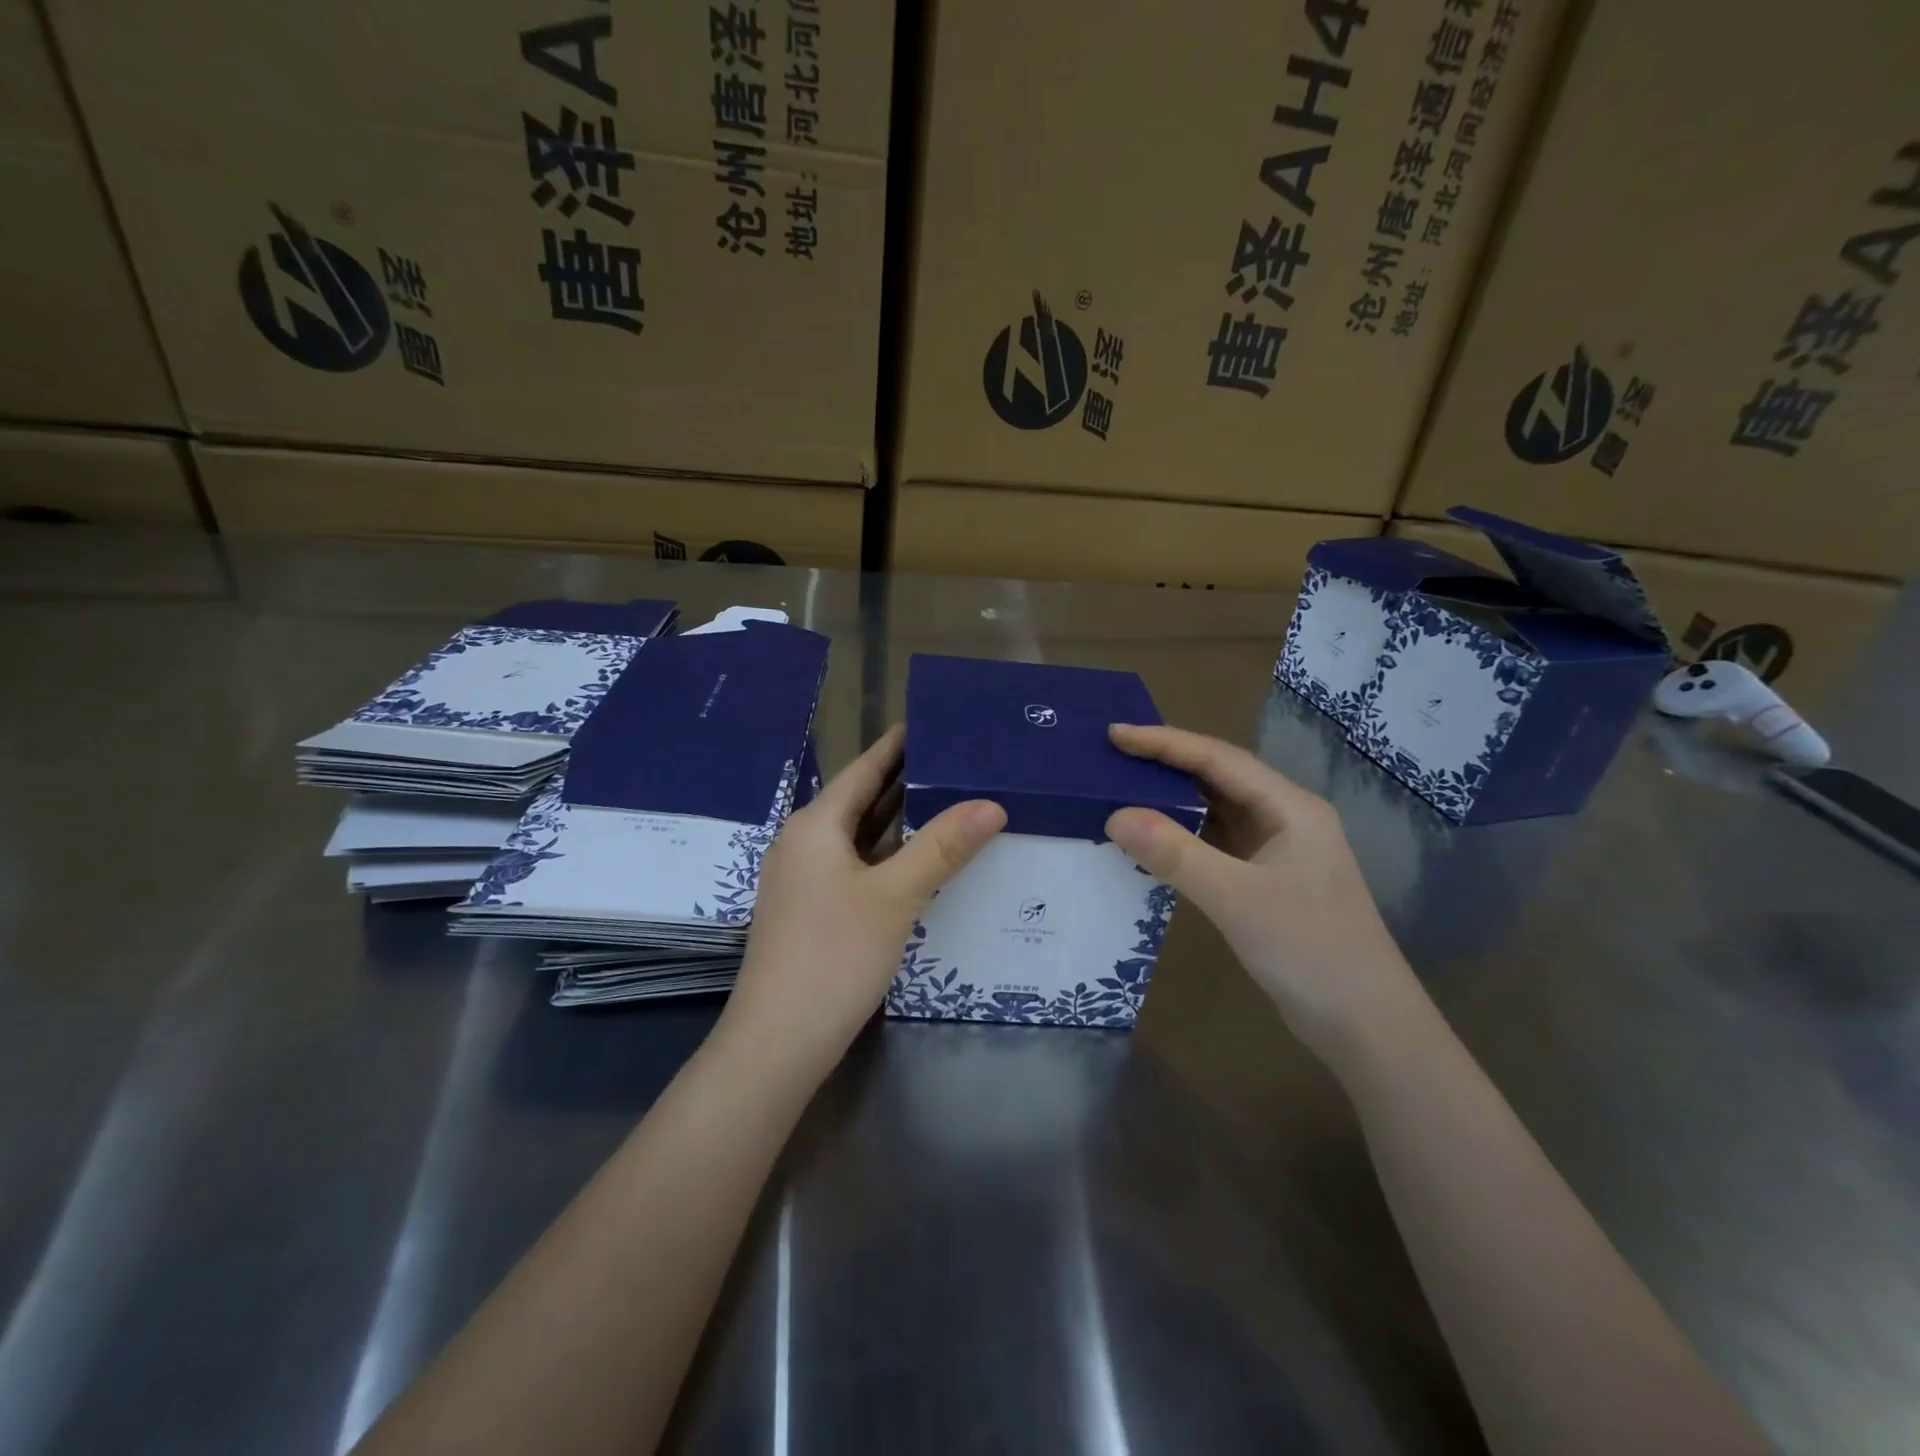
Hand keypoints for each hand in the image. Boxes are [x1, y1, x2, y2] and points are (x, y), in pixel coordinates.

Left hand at [721, 726, 1005, 1077]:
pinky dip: (884, 855)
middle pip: (858, 800)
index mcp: (814, 826)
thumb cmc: (834, 955)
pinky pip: (852, 866)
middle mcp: (802, 844)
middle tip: (952, 762)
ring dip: (895, 821)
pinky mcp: (809, 910)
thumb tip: (991, 804)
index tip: (929, 722)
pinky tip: (914, 862)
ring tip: (943, 801)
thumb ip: (943, 847)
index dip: (895, 746)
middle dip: (902, 781)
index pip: (862, 770)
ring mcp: (801, 880)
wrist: (778, 1041)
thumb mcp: (895, 896)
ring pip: (856, 836)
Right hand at [1104, 723, 1421, 1069]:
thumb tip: (1115, 816)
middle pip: (1219, 778)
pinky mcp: (1268, 883)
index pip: (1218, 759)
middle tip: (1113, 757)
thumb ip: (1175, 854)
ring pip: (1218, 811)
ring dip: (1174, 800)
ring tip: (1124, 790)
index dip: (1164, 743)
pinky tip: (1154, 842)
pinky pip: (1217, 844)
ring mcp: (1279, 852)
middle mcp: (1286, 819)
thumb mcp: (1236, 899)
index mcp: (1290, 808)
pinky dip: (1184, 837)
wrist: (1367, 1027)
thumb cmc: (1309, 951)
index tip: (1115, 735)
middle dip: (1167, 764)